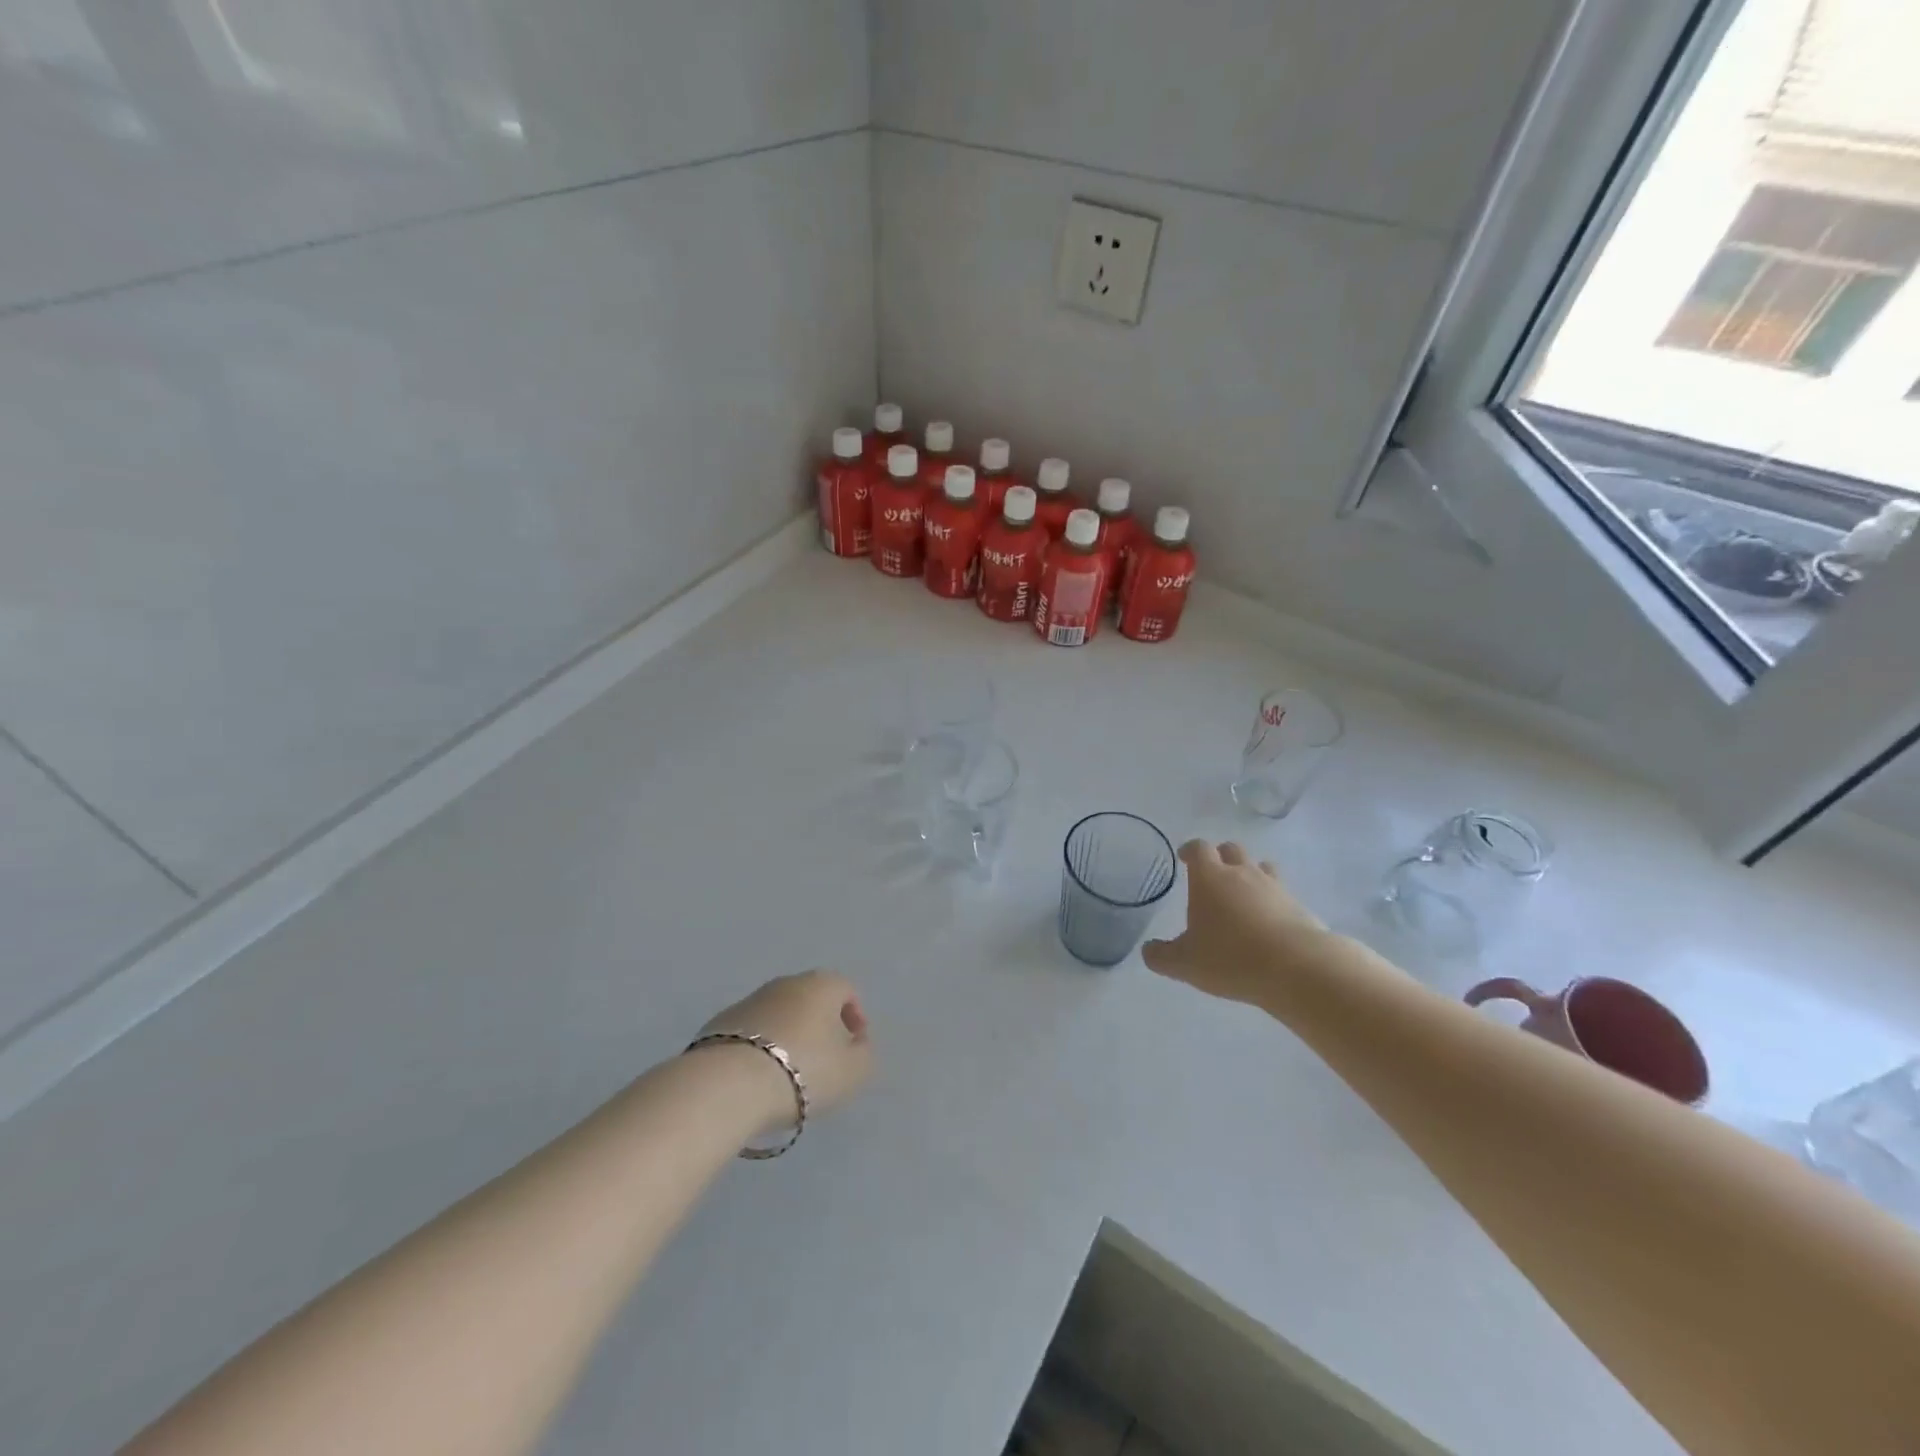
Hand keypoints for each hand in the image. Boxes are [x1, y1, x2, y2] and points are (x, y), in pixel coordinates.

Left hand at [697, 971, 873, 1130]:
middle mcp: (785, 983)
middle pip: (810, 1000)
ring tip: (787, 1076)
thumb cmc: (804, 1071)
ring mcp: (749, 1001)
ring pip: (779, 1016)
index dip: (855, 1018)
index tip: (853, 1049)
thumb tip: (856, 1043)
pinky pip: (750, 1034)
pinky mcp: (719, 1025)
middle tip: (822, 1063)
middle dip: (819, 1027)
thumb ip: (864, 1054)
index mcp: (821, 985)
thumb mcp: (854, 1071)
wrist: (728, 1085)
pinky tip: (757, 1080)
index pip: (846, 991)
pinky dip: (758, 1050)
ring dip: (787, 1038)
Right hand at [1143, 841, 1330, 1007]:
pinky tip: (1267, 922)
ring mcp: (1274, 887)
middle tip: (1213, 875)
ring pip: (1261, 867)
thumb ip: (1161, 955)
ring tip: (1243, 895)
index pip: (1198, 849)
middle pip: (1231, 849)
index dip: (1190, 850)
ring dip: (1250, 874)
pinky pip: (1281, 893)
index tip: (1184, 856)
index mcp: (1210, 878)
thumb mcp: (1185, 963)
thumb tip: (1148, 950)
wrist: (1297, 969)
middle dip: (1220, 857)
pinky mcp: (1299, 906)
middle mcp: (1242, 873)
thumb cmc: (1230, 957)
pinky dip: (1272, 900)